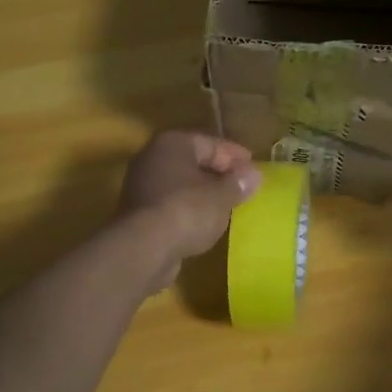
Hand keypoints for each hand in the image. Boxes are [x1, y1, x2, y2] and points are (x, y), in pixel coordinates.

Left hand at [119, 130, 261, 287]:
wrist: (145, 248)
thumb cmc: (188, 209)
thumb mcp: (222, 195)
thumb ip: (238, 183)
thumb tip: (253, 175)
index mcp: (173, 143)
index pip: (210, 142)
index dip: (234, 154)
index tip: (253, 167)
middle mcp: (152, 158)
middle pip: (192, 161)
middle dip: (218, 173)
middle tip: (242, 185)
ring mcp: (141, 186)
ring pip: (180, 184)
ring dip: (202, 193)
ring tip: (227, 205)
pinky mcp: (138, 214)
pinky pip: (171, 204)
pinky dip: (188, 209)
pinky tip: (205, 222)